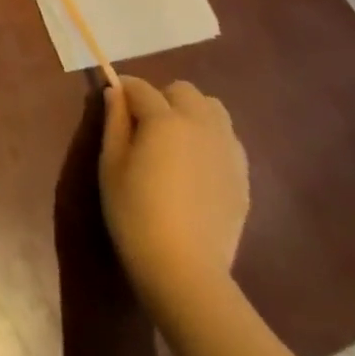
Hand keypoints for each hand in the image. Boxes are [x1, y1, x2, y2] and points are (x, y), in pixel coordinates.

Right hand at [99, 77, 249, 307]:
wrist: (185, 268)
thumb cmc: (135, 213)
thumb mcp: (111, 165)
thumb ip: (114, 123)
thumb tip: (115, 92)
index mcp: (165, 120)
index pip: (141, 88)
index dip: (124, 90)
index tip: (113, 102)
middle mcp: (202, 124)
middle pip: (183, 91)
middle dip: (161, 98)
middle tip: (144, 128)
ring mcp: (228, 149)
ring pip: (213, 109)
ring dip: (191, 113)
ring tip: (175, 143)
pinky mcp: (243, 174)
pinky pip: (228, 139)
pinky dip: (210, 139)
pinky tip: (196, 168)